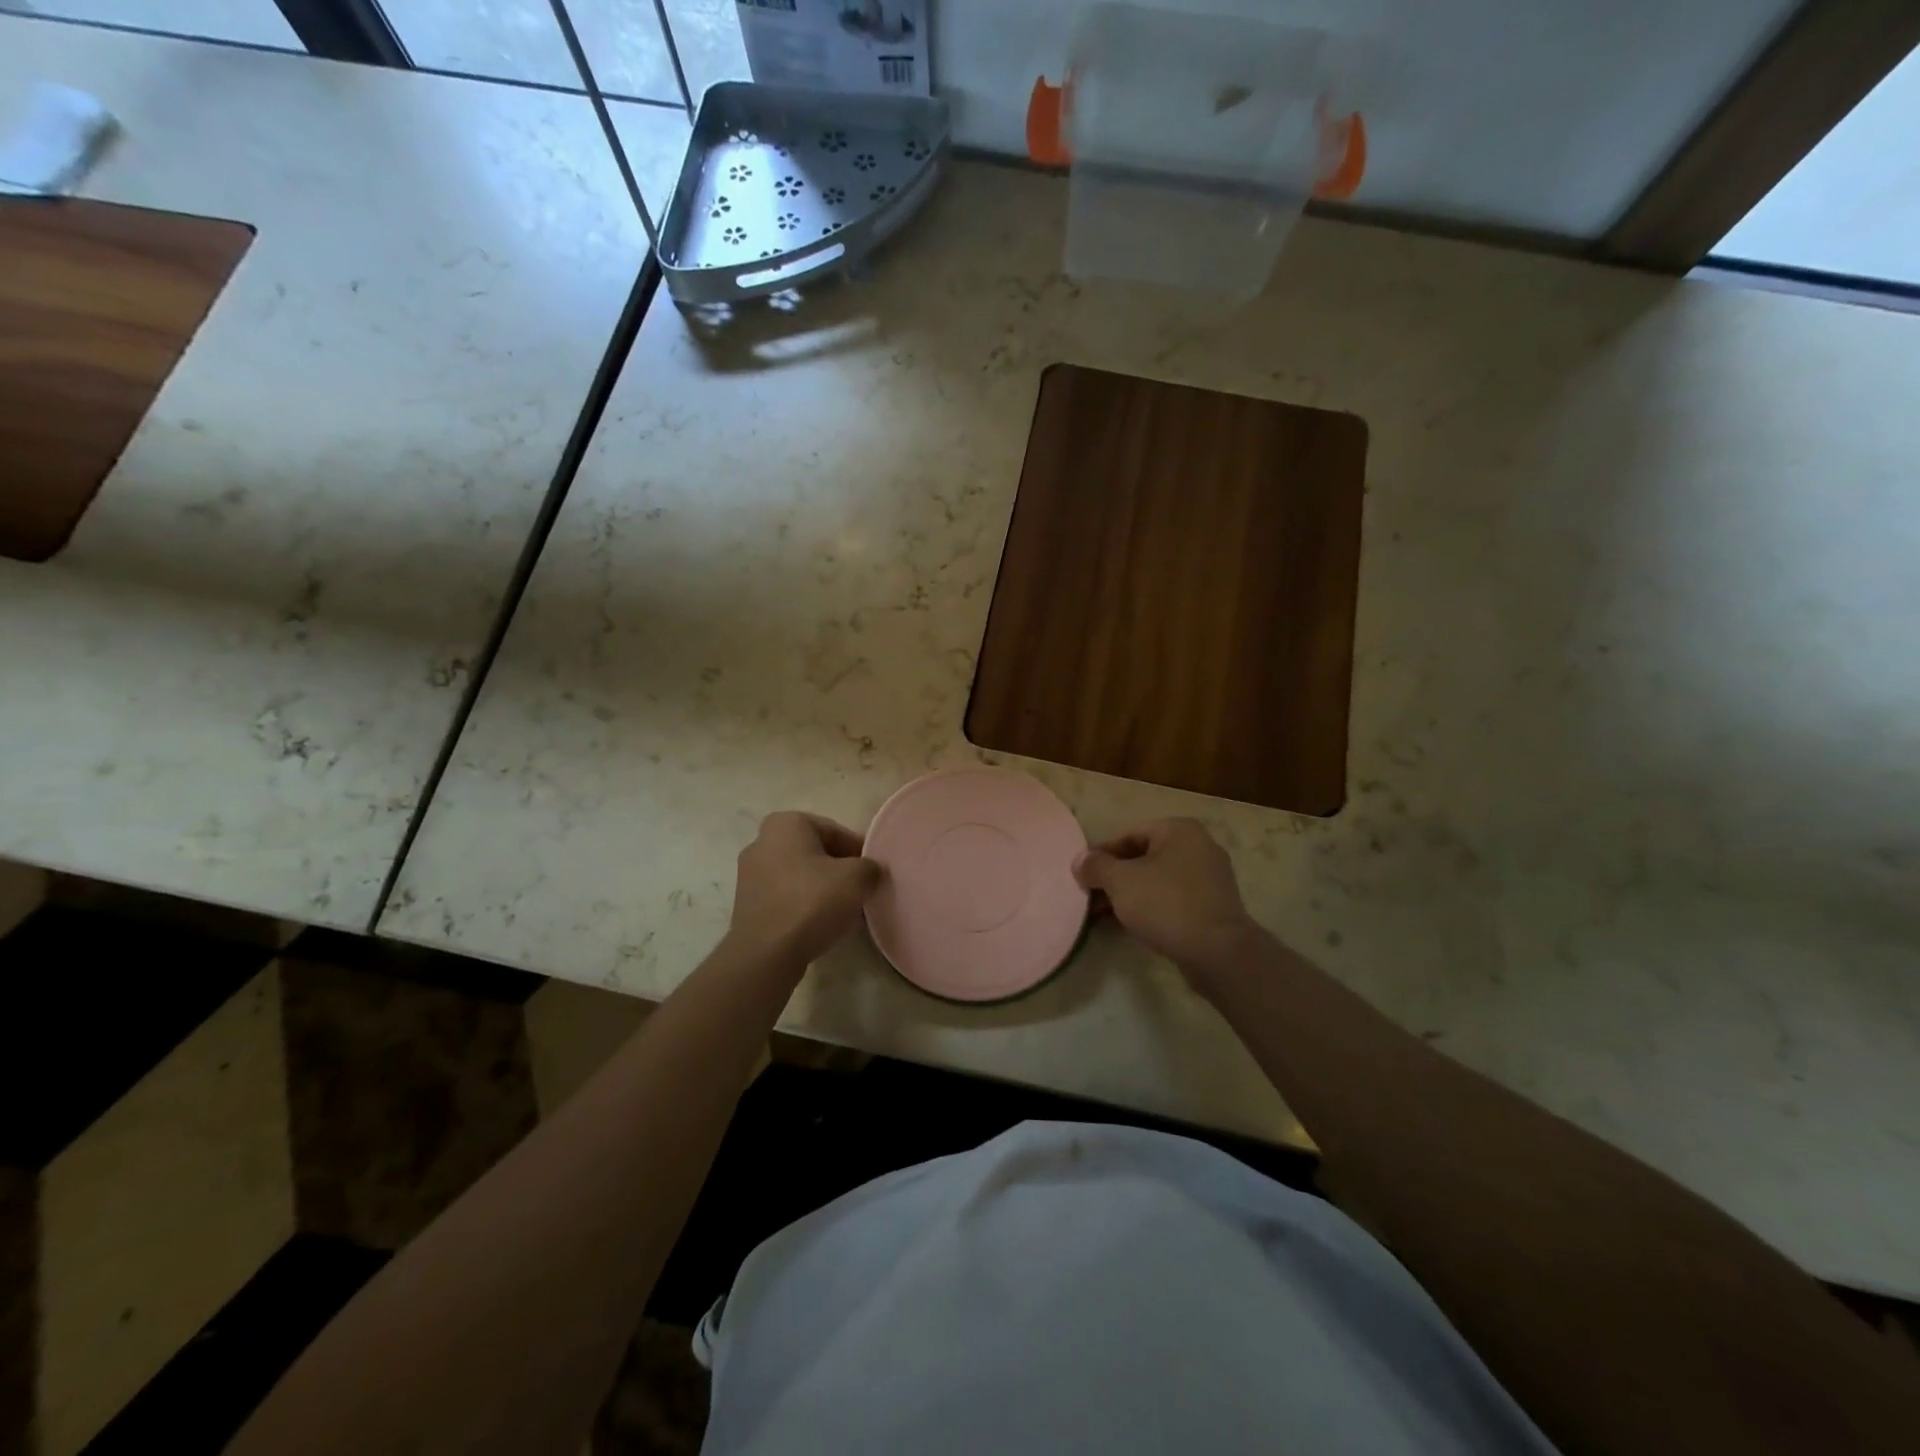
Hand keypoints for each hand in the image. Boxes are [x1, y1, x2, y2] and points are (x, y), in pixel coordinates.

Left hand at [727, 812, 880, 968]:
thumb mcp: (857, 878)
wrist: (766, 953)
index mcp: (786, 823)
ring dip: (822, 889)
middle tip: (860, 892)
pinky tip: (820, 924)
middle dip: (839, 870)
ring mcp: (749, 874)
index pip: (836, 832)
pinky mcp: (746, 904)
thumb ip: (870, 867)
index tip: (872, 875)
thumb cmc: (812, 902)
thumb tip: (869, 872)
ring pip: (800, 876)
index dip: (859, 853)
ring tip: (843, 912)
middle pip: (815, 853)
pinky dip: (803, 905)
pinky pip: (785, 897)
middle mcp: (762, 841)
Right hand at [1074, 818, 1261, 987]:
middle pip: (1144, 857)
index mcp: (1179, 830)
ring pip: (1158, 880)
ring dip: (1131, 894)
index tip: (1082, 875)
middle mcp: (1199, 846)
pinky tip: (1131, 925)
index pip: (1129, 835)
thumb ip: (1096, 866)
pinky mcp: (1214, 906)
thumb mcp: (1120, 881)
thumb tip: (1079, 860)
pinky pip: (1173, 899)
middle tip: (1090, 896)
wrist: (1218, 952)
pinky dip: (1151, 907)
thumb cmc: (1166, 904)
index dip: (1101, 855)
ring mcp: (1210, 877)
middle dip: (1115, 877)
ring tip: (1104, 914)